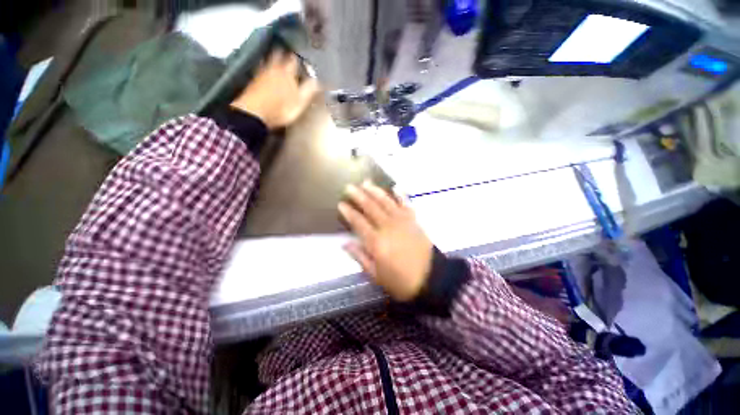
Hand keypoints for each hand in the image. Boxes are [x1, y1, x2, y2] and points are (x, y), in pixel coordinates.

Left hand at [230, 49, 319, 129]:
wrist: (255, 113)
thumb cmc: (281, 109)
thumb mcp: (300, 102)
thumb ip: (309, 90)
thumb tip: (318, 81)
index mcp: (287, 73)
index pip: (294, 60)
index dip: (299, 60)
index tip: (303, 61)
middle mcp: (274, 69)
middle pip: (278, 55)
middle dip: (283, 53)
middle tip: (287, 54)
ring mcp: (261, 73)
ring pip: (268, 60)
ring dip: (272, 58)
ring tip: (276, 59)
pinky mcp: (253, 81)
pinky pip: (260, 69)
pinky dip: (264, 68)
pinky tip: (265, 72)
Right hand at [338, 182, 433, 301]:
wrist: (431, 279)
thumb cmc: (401, 281)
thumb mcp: (376, 275)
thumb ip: (360, 257)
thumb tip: (345, 243)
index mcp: (377, 242)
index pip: (358, 222)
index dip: (349, 212)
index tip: (341, 203)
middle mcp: (388, 227)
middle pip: (371, 208)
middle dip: (359, 196)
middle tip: (349, 187)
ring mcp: (402, 221)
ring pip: (386, 202)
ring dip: (375, 191)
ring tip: (366, 182)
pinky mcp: (414, 220)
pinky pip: (406, 204)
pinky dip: (400, 195)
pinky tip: (395, 187)